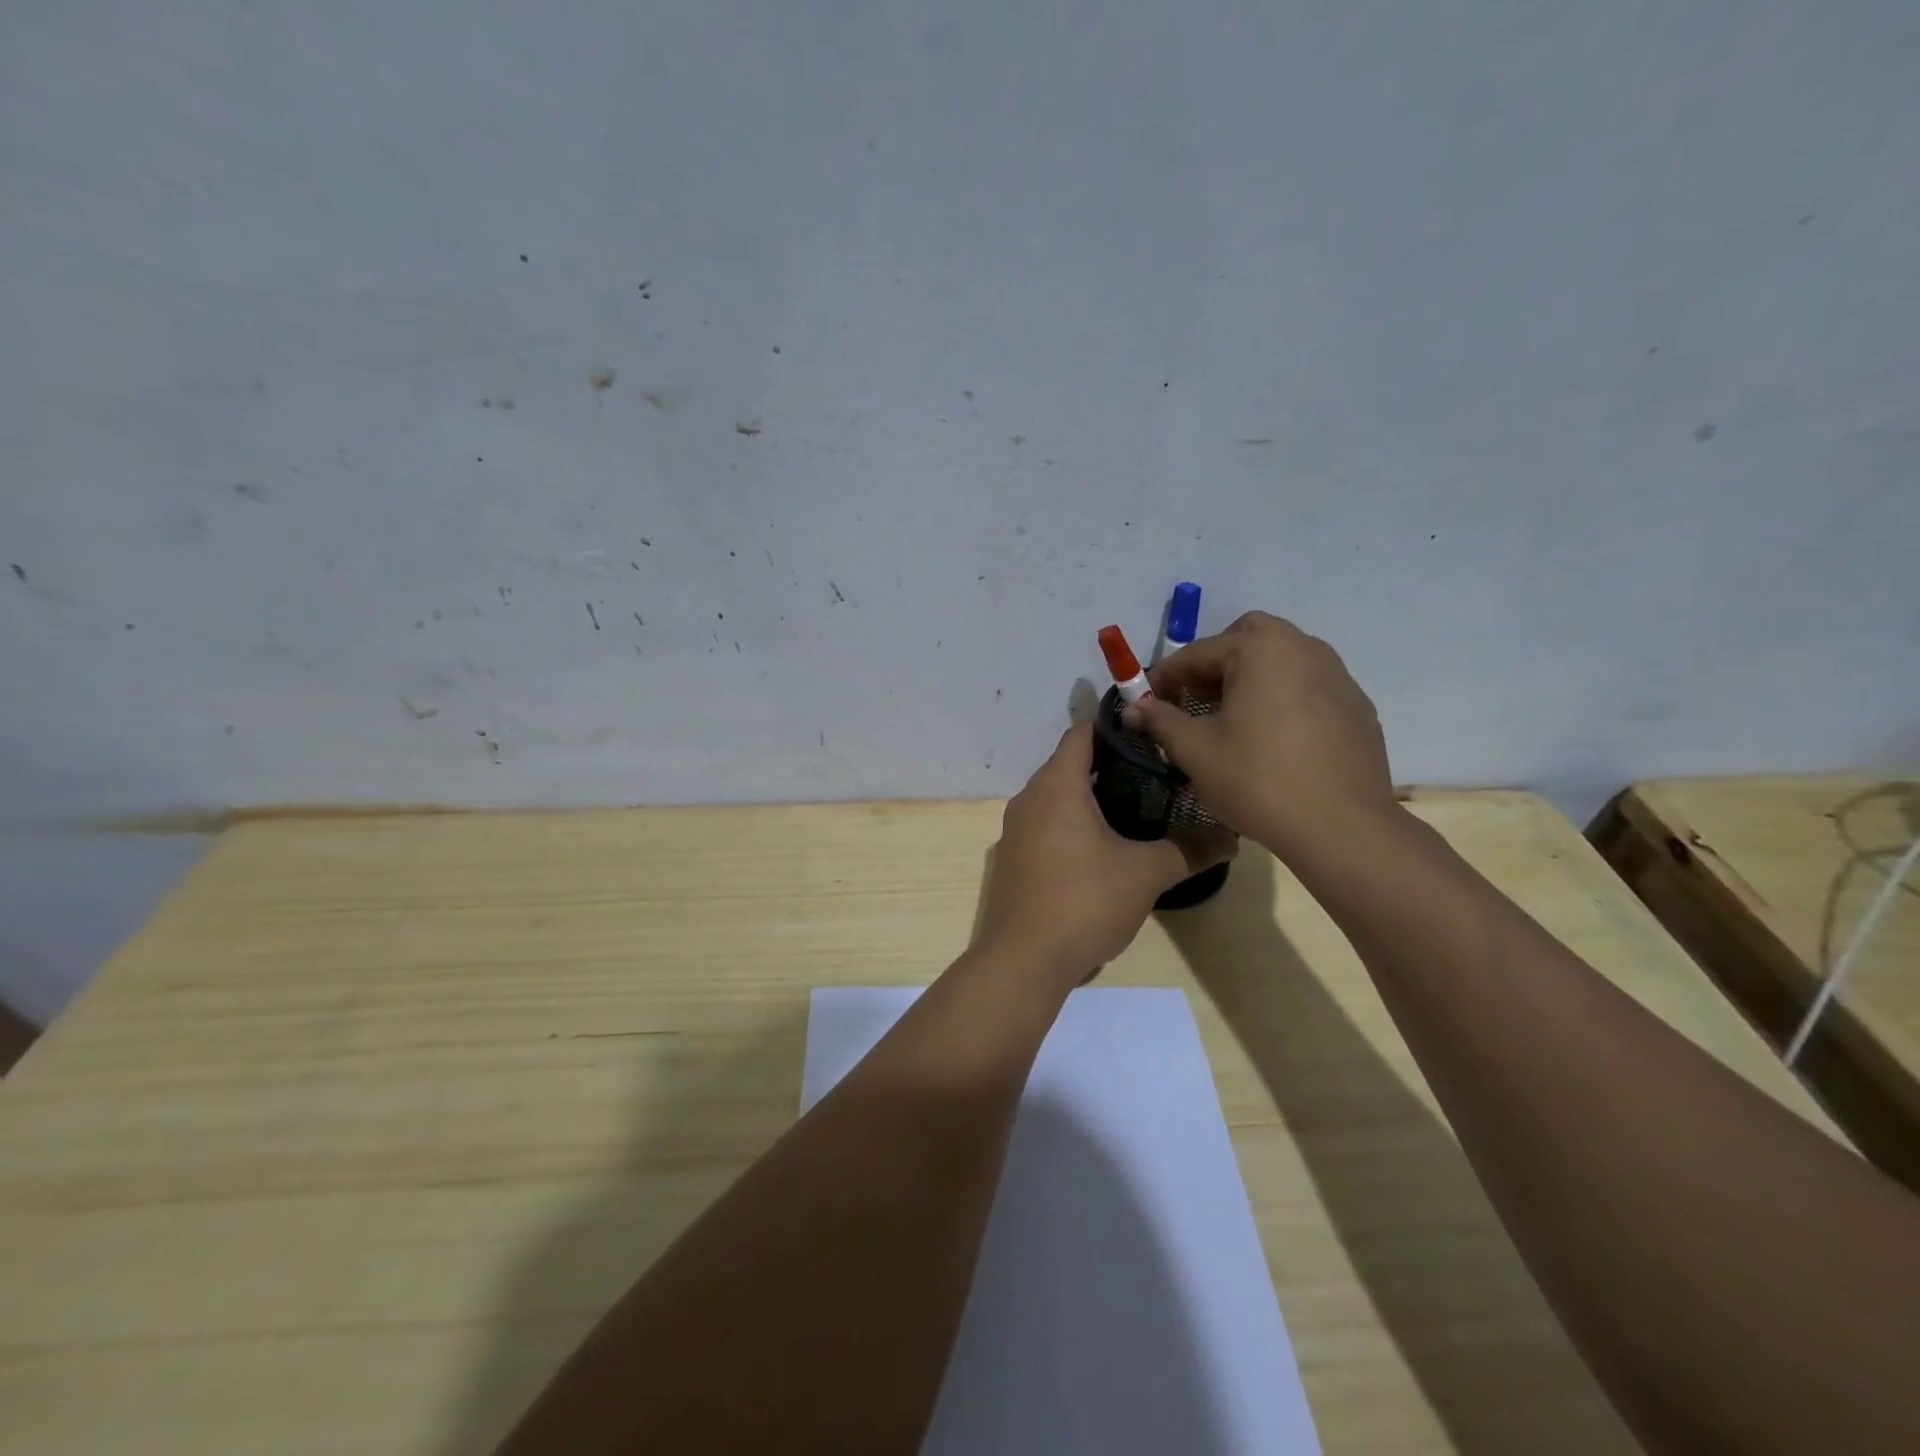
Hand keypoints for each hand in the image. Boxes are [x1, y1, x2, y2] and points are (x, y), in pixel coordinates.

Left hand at [976, 723, 1232, 990]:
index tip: (1152, 735)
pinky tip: (1104, 846)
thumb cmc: (1084, 902)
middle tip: (1157, 774)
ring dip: (1092, 796)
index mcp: (1056, 786)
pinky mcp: (1013, 857)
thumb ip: (1189, 850)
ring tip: (1138, 808)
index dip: (1116, 728)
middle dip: (1111, 764)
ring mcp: (1016, 829)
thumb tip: (1231, 838)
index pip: (1082, 734)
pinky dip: (1072, 822)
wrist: (1023, 960)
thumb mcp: (1145, 874)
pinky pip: (1046, 823)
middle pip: (1070, 764)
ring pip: (1057, 796)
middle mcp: (1029, 798)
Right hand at [1122, 611, 1395, 861]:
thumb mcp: (1195, 751)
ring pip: (1282, 659)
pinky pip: (1308, 686)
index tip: (1146, 702)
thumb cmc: (1258, 781)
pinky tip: (1273, 739)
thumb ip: (1160, 720)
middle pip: (1248, 637)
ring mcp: (1338, 675)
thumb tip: (1132, 708)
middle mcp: (1304, 648)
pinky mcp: (1356, 706)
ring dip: (1250, 676)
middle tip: (1195, 699)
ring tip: (1232, 719)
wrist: (1342, 827)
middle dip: (1215, 662)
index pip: (1198, 652)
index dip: (1165, 677)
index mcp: (1261, 649)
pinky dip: (1282, 696)